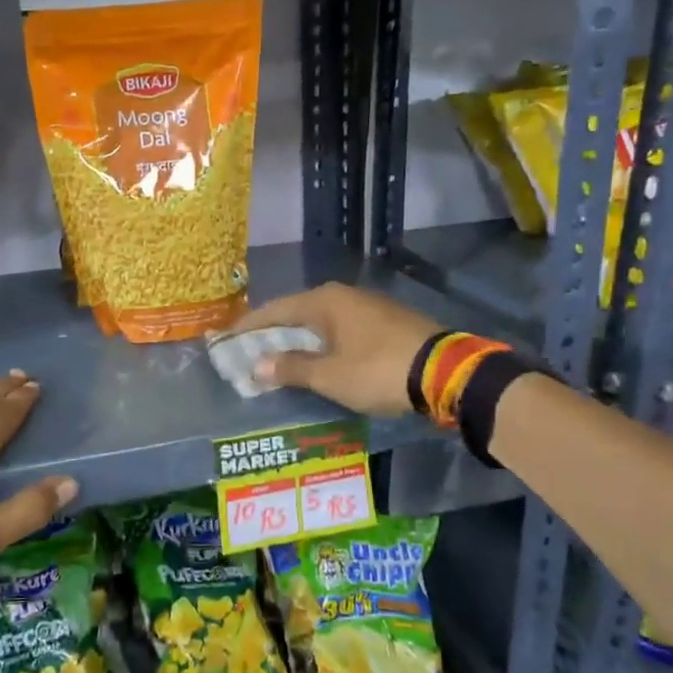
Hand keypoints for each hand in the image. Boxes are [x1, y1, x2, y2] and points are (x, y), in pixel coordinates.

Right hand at [226, 282, 443, 415]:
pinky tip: (320, 358)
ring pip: (321, 321)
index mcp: (325, 302)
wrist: (446, 372)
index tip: (226, 339)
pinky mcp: (387, 322)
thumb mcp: (329, 376)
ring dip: (299, 339)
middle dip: (273, 333)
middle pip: (297, 312)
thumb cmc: (378, 371)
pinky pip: (342, 329)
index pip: (275, 310)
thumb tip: (258, 365)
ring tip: (280, 357)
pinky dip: (323, 343)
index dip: (248, 326)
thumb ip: (292, 368)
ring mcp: (369, 307)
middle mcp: (344, 296)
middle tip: (249, 350)